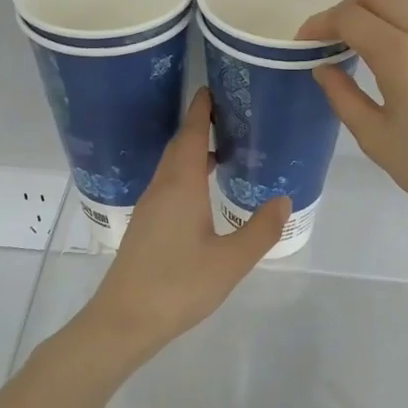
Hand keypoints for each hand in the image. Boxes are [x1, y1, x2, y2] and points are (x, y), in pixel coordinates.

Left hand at [83, 88, 289, 358]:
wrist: (124, 321)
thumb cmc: (178, 285)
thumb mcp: (230, 260)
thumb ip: (260, 229)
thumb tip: (283, 199)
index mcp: (181, 185)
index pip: (191, 134)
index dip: (202, 109)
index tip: (214, 87)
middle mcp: (162, 188)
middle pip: (180, 146)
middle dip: (200, 125)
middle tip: (229, 114)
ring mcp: (150, 208)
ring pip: (172, 167)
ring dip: (194, 151)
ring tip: (224, 150)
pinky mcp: (146, 227)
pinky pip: (169, 185)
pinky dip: (188, 174)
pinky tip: (204, 193)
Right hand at [297, 0, 407, 246]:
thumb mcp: (377, 138)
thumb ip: (343, 96)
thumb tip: (324, 68)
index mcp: (402, 55)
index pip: (350, 17)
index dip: (320, 23)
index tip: (305, 42)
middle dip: (348, 7)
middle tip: (333, 38)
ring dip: (383, 13)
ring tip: (369, 47)